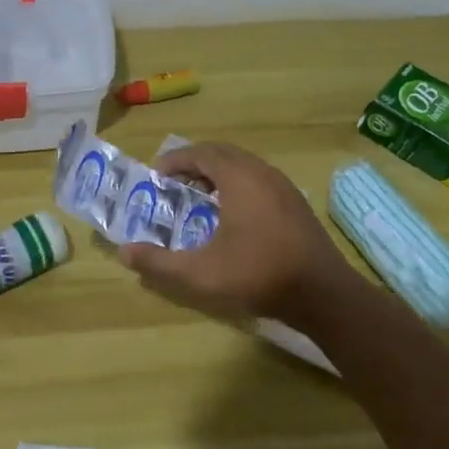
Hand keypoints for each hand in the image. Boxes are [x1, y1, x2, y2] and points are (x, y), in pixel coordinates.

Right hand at [115, 142, 360, 326]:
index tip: (156, 176)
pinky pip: (258, 179)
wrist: (323, 295)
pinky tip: (230, 213)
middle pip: (222, 154)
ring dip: (217, 173)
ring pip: (243, 165)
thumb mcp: (200, 274)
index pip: (201, 153)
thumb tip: (124, 253)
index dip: (175, 160)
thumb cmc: (258, 275)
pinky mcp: (295, 203)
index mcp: (239, 178)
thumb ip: (159, 263)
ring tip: (198, 196)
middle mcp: (262, 173)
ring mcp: (283, 186)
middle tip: (173, 183)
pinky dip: (237, 184)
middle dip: (194, 163)